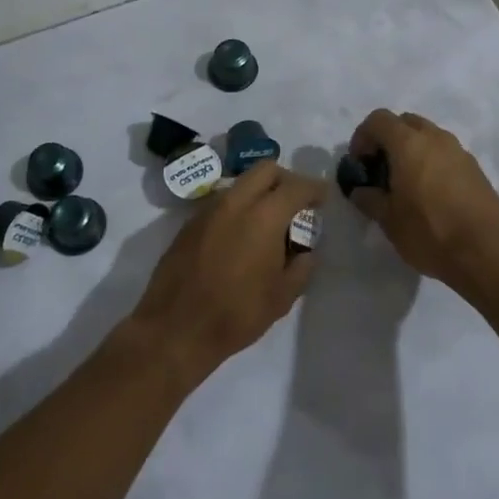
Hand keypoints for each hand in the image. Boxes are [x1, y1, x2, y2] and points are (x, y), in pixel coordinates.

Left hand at [125, 162, 321, 384]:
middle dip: (286, 179)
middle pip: (266, 170)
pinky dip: (239, 206)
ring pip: (241, 183)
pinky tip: (241, 235)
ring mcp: (209, 209)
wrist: (176, 328)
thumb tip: (306, 249)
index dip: (314, 188)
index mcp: (264, 216)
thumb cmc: (236, 314)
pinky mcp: (191, 222)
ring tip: (269, 221)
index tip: (323, 197)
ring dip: (260, 191)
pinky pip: (222, 201)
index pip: (296, 186)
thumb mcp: (282, 297)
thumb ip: (302, 266)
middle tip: (296, 202)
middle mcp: (236, 202)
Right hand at [345, 109, 498, 300]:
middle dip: (388, 139)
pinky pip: (446, 154)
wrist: (487, 252)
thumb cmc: (430, 232)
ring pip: (428, 136)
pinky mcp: (475, 168)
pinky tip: (431, 194)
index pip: (378, 120)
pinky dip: (432, 162)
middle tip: (381, 169)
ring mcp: (459, 151)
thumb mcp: (389, 220)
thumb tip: (360, 190)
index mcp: (409, 143)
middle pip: (405, 122)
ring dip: (412, 150)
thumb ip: (369, 199)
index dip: (362, 137)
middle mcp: (435, 138)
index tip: (359, 163)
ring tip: (406, 183)